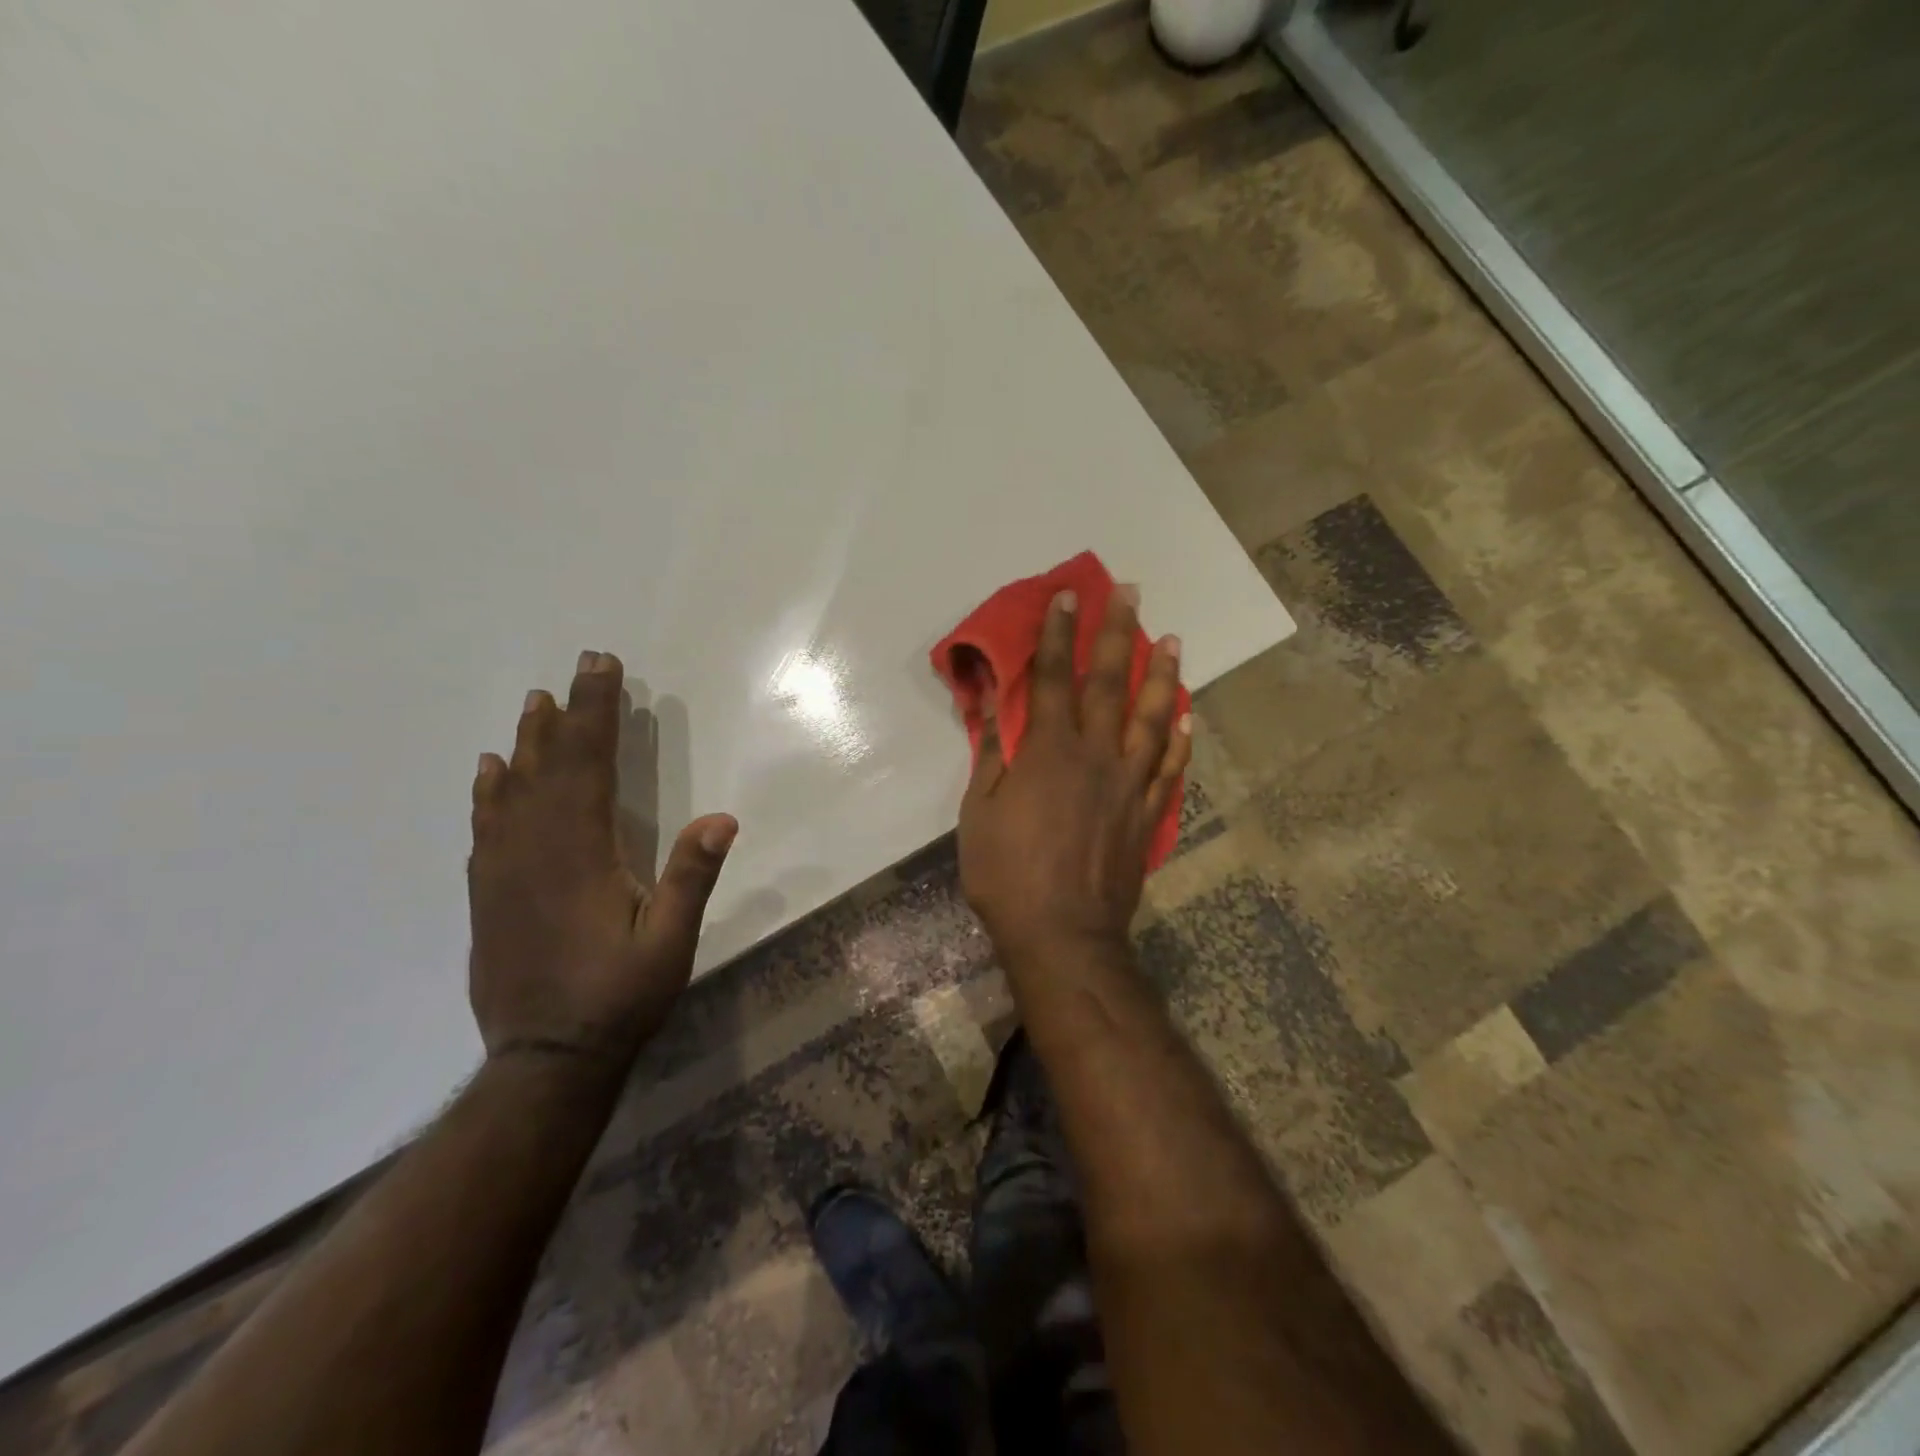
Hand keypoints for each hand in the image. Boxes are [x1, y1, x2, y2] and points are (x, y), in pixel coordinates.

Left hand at [468, 650, 736, 1067]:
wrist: (544, 1060)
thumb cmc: (618, 998)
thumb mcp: (670, 942)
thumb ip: (691, 878)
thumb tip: (722, 818)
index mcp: (580, 853)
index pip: (588, 764)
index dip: (596, 711)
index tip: (603, 666)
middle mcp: (533, 850)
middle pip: (548, 765)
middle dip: (567, 713)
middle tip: (578, 669)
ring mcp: (503, 872)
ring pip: (511, 790)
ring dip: (527, 743)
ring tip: (534, 705)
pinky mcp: (488, 895)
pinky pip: (485, 827)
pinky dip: (490, 791)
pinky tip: (491, 773)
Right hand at [957, 587, 1188, 967]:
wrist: (1063, 934)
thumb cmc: (1008, 874)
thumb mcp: (980, 811)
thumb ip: (990, 751)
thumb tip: (987, 701)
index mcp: (1050, 751)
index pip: (1052, 677)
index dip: (1057, 633)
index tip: (1066, 596)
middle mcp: (1097, 755)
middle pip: (1110, 683)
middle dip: (1117, 633)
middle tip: (1130, 593)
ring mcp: (1130, 784)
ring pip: (1152, 716)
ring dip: (1162, 674)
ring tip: (1173, 639)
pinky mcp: (1148, 813)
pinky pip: (1170, 766)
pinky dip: (1179, 736)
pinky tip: (1186, 714)